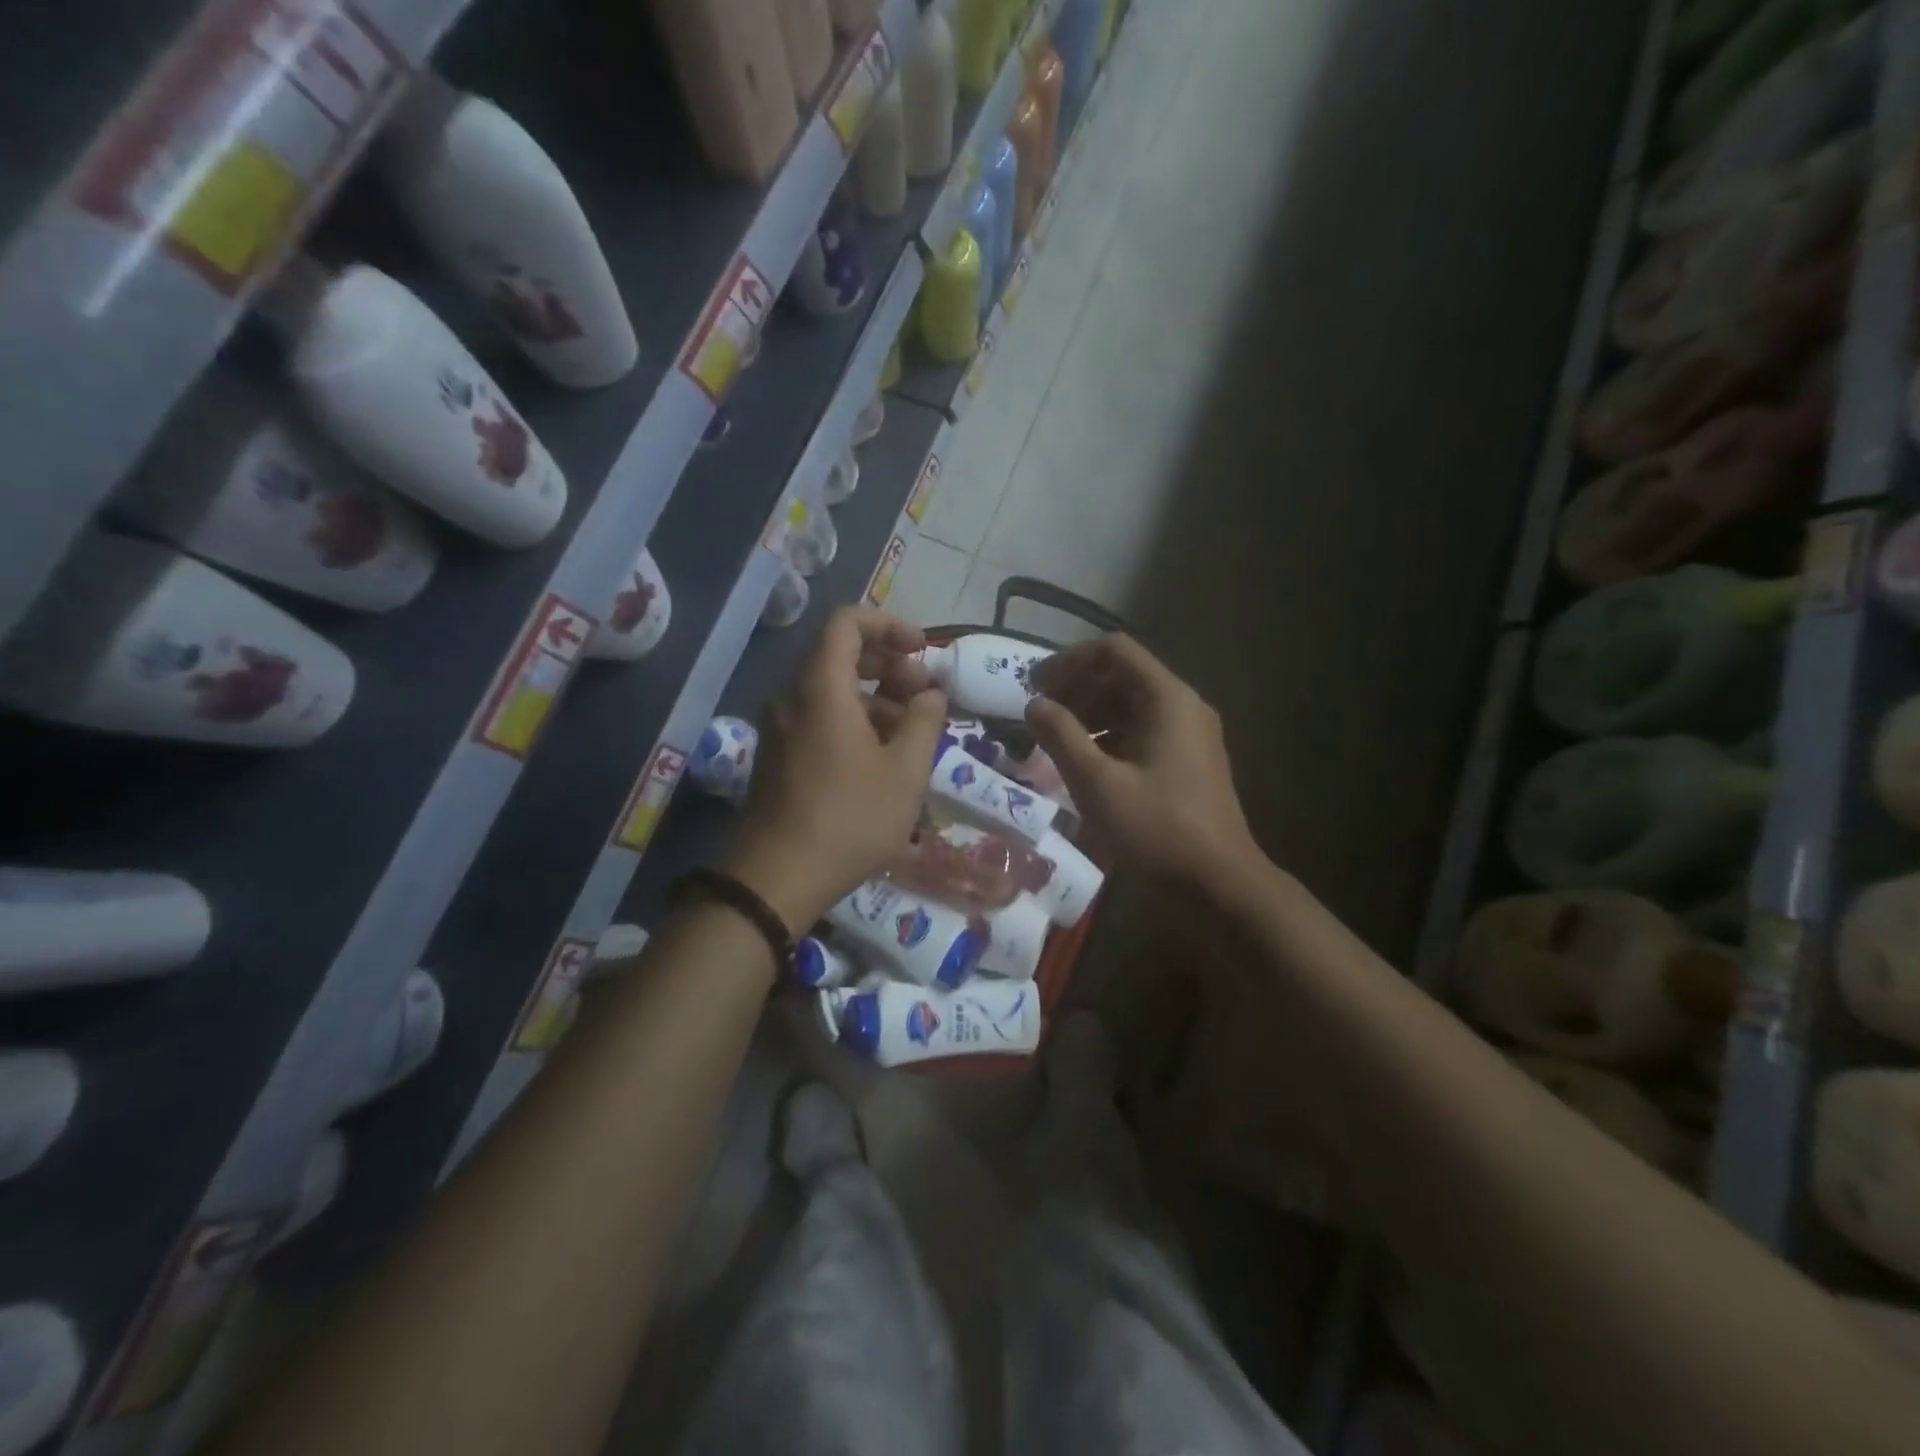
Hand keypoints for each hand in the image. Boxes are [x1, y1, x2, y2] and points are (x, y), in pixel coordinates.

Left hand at [727, 607, 946, 929]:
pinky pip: (818, 718)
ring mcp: (780, 727)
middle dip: (889, 666)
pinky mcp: (778, 756)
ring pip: (832, 691)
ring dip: (875, 698)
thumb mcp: (905, 771)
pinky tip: (881, 758)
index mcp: (821, 688)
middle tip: (924, 695)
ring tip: (911, 733)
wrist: (777, 878)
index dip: (889, 625)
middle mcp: (792, 697)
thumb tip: (931, 693)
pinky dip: (853, 721)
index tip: (922, 650)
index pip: (848, 623)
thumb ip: (924, 721)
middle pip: (840, 656)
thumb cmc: (849, 818)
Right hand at [1025, 635, 1257, 889]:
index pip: (1114, 651)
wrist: (1219, 882)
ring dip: (1091, 712)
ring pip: (1132, 704)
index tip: (1035, 684)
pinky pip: (1143, 730)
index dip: (1070, 661)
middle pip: (1123, 675)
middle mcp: (1184, 705)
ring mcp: (1191, 733)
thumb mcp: (1097, 783)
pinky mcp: (1189, 760)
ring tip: (1055, 738)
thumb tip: (1033, 704)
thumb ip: (1061, 736)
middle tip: (1040, 712)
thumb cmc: (1156, 828)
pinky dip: (1110, 735)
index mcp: (1167, 699)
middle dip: (1077, 687)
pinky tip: (1086, 762)